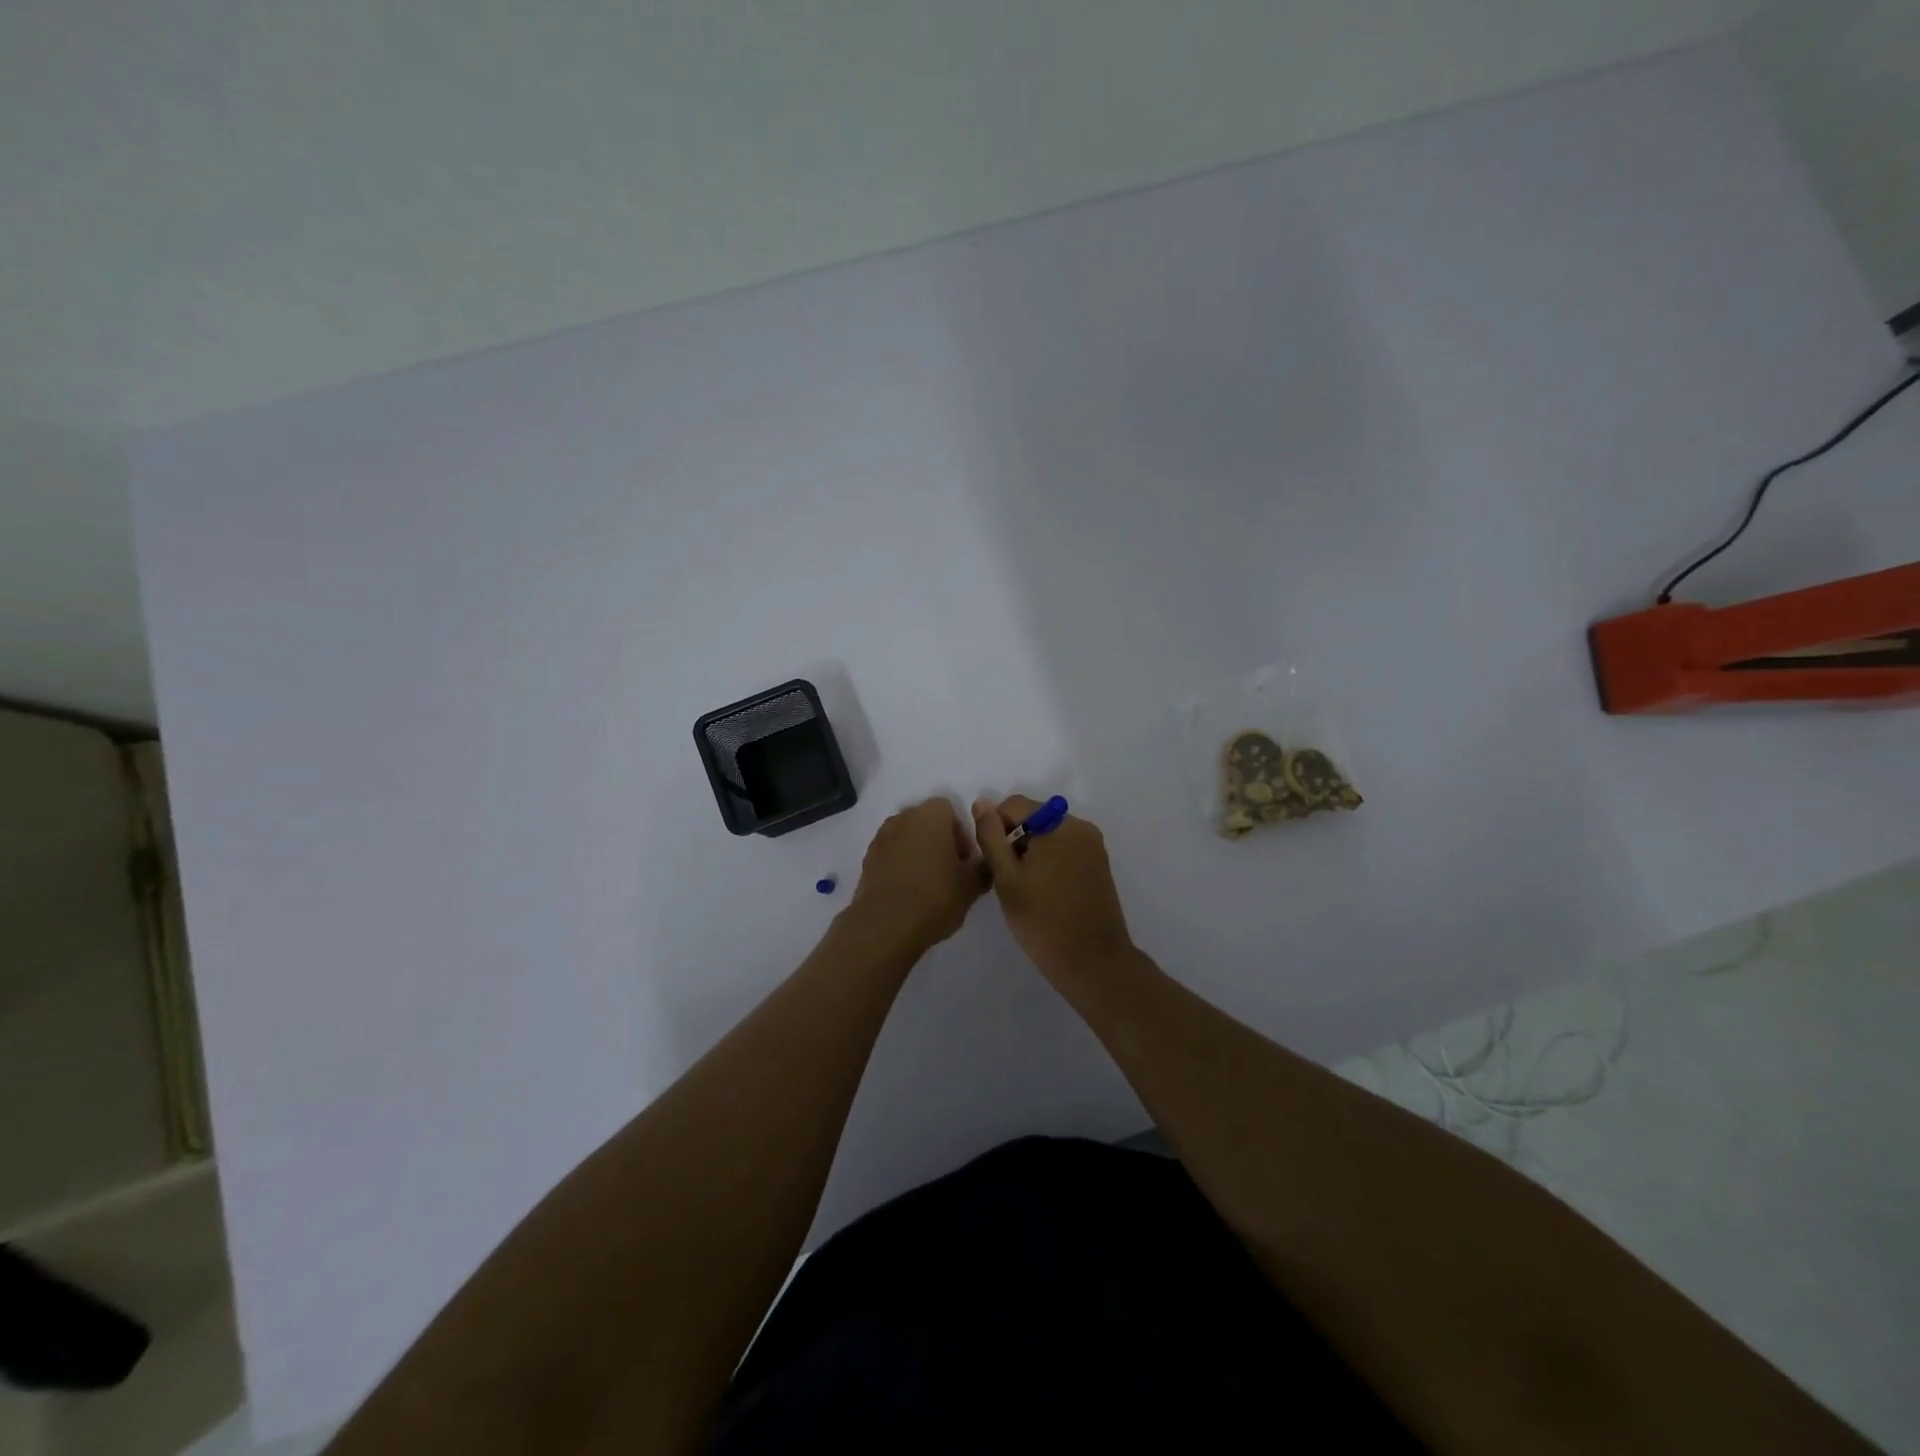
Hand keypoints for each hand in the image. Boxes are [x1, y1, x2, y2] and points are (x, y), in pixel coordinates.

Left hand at [846, 798, 986, 957]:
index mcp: (930, 816)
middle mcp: (903, 819)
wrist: (886, 926)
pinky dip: (899, 865)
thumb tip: (984, 864)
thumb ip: (982, 869)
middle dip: (938, 840)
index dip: (959, 833)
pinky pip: (890, 854)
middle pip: (925, 821)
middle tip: (949, 871)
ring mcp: (881, 838)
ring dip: (917, 852)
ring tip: (927, 884)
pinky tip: (907, 892)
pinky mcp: (867, 859)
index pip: (949, 809)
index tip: (963, 860)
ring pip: (906, 837)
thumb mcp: (971, 887)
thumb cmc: (935, 897)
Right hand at [972, 795, 1133, 984]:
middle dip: (1015, 839)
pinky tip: (1043, 891)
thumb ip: (991, 837)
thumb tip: (981, 803)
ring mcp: (1093, 846)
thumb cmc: (1043, 921)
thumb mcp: (1007, 879)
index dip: (995, 827)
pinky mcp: (1099, 864)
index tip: (992, 860)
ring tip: (1025, 888)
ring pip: (1049, 835)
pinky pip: (1065, 849)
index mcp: (1059, 825)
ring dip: (1031, 851)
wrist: (1092, 962)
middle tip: (1007, 878)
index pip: (1015, 805)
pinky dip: (1049, 861)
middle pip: (1034, 818)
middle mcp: (1081, 827)